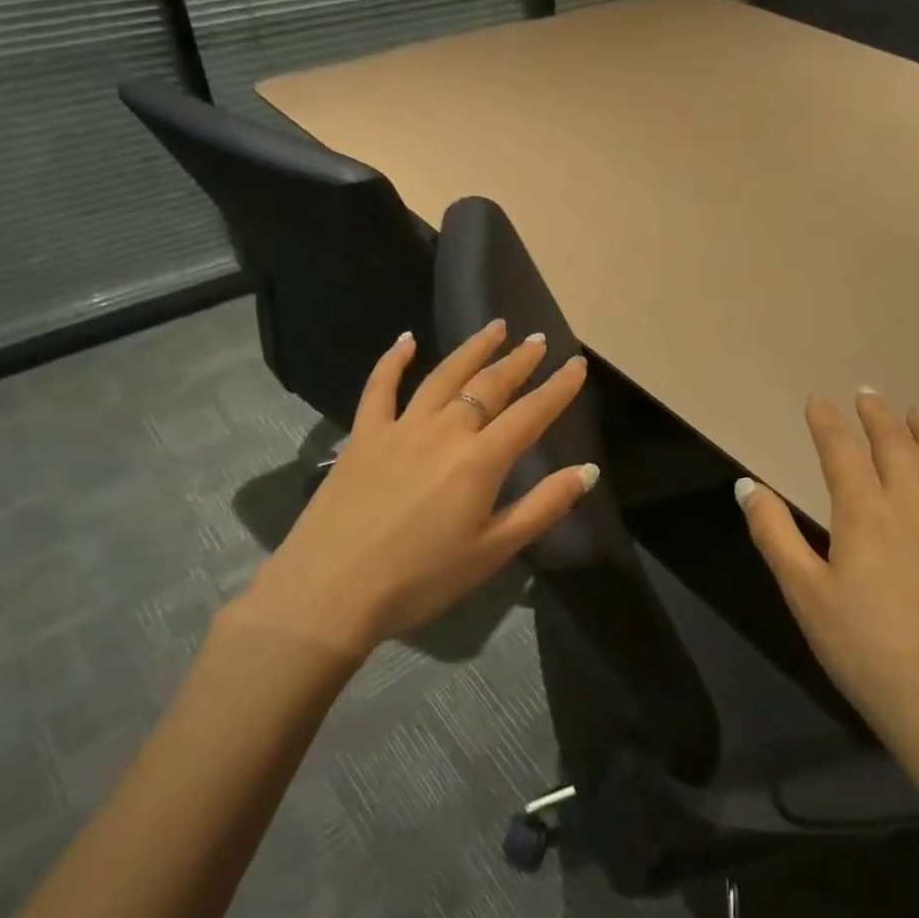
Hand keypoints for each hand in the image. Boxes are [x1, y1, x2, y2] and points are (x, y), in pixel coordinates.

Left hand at [223, 321, 594, 662]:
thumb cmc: (420, 579)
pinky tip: (406, 340)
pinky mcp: (363, 437)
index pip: (530, 414)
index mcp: (480, 461)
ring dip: (472, 349)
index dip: (558, 389)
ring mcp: (399, 429)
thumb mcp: (492, 551)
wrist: (330, 590)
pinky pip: (379, 388)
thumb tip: (588, 470)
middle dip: (519, 360)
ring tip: (495, 327)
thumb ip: (543, 507)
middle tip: (538, 339)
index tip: (578, 364)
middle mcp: (444, 431)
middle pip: (489, 385)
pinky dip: (393, 360)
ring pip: (443, 376)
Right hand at [737, 391, 918, 821]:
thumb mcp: (804, 595)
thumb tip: (747, 486)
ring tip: (917, 416)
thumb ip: (774, 534)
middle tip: (866, 395)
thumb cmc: (866, 652)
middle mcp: (916, 505)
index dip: (827, 422)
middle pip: (896, 446)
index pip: (842, 450)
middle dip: (877, 417)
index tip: (817, 402)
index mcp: (866, 512)